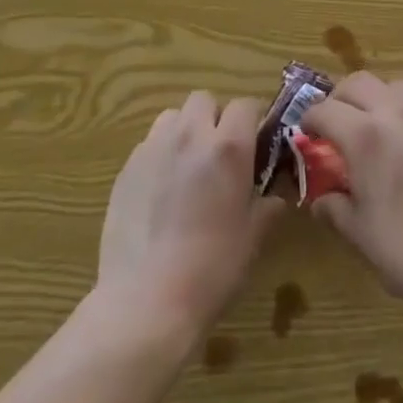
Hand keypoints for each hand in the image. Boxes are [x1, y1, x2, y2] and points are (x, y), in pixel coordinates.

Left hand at [98, 91, 284, 334]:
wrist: (146, 302)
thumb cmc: (211, 270)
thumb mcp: (252, 239)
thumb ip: (267, 207)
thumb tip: (276, 197)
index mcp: (228, 147)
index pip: (245, 104)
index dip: (253, 119)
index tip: (256, 141)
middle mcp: (190, 135)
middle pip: (205, 100)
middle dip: (215, 118)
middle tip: (220, 153)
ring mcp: (154, 148)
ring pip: (173, 116)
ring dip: (185, 130)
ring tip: (187, 165)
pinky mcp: (127, 167)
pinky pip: (149, 144)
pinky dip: (160, 154)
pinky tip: (160, 190)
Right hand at [302, 73, 402, 315]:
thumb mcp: (360, 235)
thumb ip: (334, 209)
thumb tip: (320, 199)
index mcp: (365, 137)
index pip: (326, 110)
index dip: (310, 119)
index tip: (307, 133)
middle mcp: (395, 115)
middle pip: (359, 82)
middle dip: (340, 97)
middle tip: (335, 122)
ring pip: (393, 86)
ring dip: (375, 97)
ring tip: (372, 125)